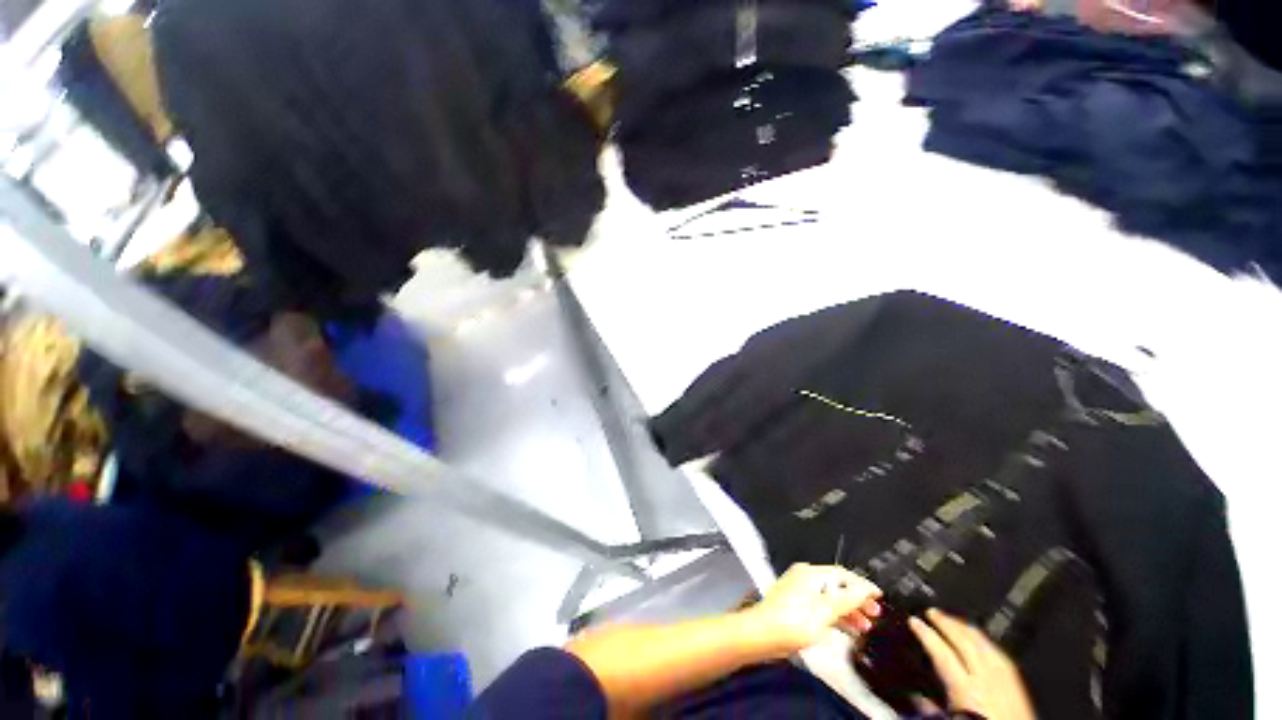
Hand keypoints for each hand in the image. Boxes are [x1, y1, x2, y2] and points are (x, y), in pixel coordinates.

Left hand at [743, 563, 881, 656]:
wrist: (764, 634)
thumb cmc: (792, 621)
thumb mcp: (826, 610)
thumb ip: (848, 599)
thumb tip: (865, 589)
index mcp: (810, 574)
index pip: (842, 574)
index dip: (862, 585)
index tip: (878, 596)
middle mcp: (804, 578)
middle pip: (837, 586)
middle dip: (857, 600)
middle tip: (874, 613)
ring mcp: (799, 592)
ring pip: (830, 598)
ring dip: (849, 611)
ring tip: (864, 626)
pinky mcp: (796, 606)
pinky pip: (821, 608)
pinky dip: (836, 617)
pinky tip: (846, 630)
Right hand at [909, 609, 1035, 719]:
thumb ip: (932, 708)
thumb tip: (915, 695)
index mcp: (967, 689)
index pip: (942, 653)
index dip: (926, 634)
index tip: (914, 621)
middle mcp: (987, 679)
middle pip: (965, 642)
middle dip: (947, 623)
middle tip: (931, 612)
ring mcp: (1005, 679)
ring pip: (984, 644)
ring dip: (966, 628)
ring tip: (953, 620)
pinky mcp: (1018, 684)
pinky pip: (1000, 655)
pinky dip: (986, 642)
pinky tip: (982, 641)